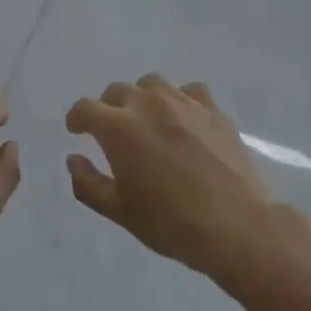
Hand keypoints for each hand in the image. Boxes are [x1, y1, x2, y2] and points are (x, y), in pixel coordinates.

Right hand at [66, 75, 275, 277]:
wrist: (237, 226)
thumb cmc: (171, 223)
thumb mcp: (120, 211)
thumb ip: (88, 183)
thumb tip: (73, 159)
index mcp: (119, 127)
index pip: (85, 108)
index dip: (76, 119)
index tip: (77, 131)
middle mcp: (148, 104)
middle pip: (117, 91)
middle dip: (108, 108)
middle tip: (113, 132)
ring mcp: (183, 102)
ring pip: (152, 83)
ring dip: (142, 97)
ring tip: (148, 120)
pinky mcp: (213, 109)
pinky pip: (189, 91)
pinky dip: (179, 100)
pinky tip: (183, 120)